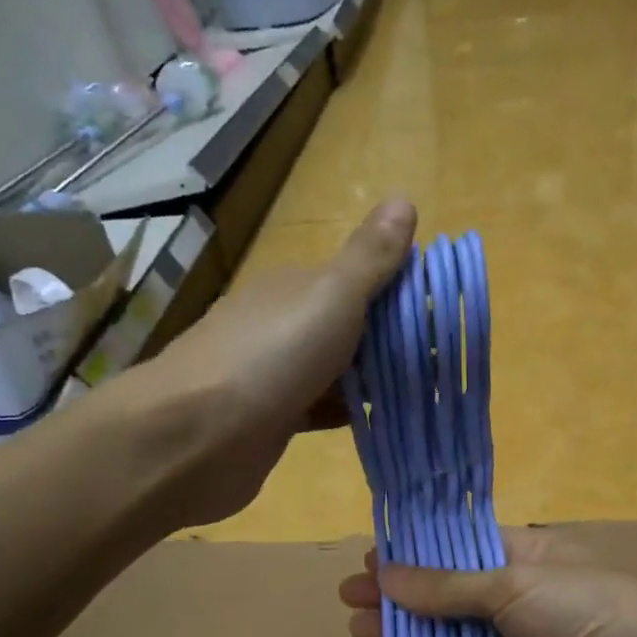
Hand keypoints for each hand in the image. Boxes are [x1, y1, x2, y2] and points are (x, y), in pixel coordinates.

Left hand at [143, 197, 414, 525]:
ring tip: (424, 396)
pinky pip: (320, 410)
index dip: (401, 295)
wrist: (192, 437)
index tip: (444, 320)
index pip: (358, 280)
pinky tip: (380, 424)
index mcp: (294, 287)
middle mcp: (280, 325)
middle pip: (349, 329)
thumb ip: (369, 259)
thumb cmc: (270, 358)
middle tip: (443, 367)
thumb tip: (404, 199)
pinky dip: (348, 414)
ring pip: (336, 372)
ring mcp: (272, 375)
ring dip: (374, 381)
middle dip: (392, 344)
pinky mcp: (270, 421)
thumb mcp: (330, 298)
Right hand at [337, 530, 636, 636]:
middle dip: (398, 597)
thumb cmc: (580, 607)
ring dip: (404, 635)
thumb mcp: (511, 584)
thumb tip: (386, 575)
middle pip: (442, 596)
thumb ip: (447, 587)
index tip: (369, 560)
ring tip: (359, 631)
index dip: (412, 555)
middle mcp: (510, 598)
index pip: (453, 550)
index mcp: (518, 556)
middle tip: (349, 599)